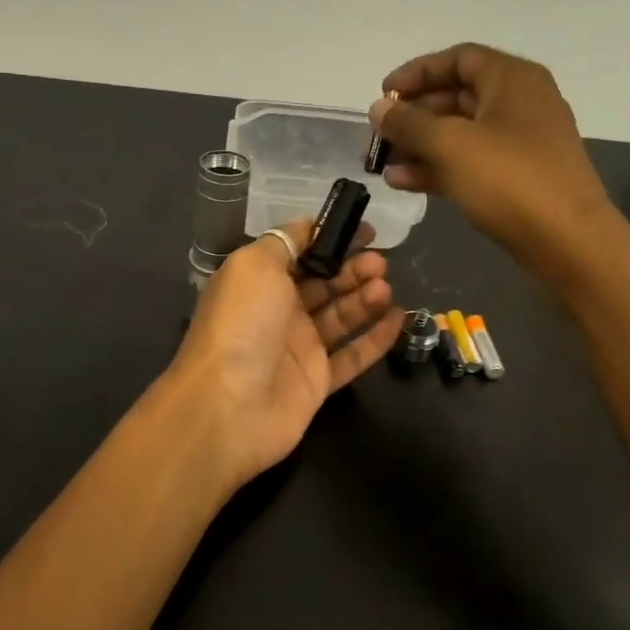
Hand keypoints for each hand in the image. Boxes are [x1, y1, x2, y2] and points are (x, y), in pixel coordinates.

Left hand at [165, 219, 401, 491]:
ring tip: (386, 288)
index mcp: (258, 281)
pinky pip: (352, 355)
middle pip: (324, 283)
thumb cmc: (242, 323)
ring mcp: (298, 348)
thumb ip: (284, 241)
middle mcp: (278, 311)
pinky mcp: (317, 381)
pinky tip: (399, 320)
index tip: (363, 230)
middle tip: (380, 262)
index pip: (300, 253)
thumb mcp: (254, 265)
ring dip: (365, 299)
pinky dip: (376, 339)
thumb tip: (308, 224)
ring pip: (340, 316)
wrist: (229, 405)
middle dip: (353, 269)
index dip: (331, 239)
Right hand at [370, 43, 619, 281]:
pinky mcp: (517, 176)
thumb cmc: (510, 180)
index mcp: (512, 79)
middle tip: (379, 135)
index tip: (383, 94)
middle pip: (456, 96)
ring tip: (382, 164)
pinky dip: (438, 167)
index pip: (457, 59)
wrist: (569, 242)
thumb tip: (378, 108)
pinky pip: (470, 161)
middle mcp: (519, 102)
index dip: (416, 72)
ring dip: (419, 145)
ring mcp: (520, 142)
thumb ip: (409, 123)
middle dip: (413, 115)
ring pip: (460, 133)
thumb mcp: (451, 145)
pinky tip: (403, 182)